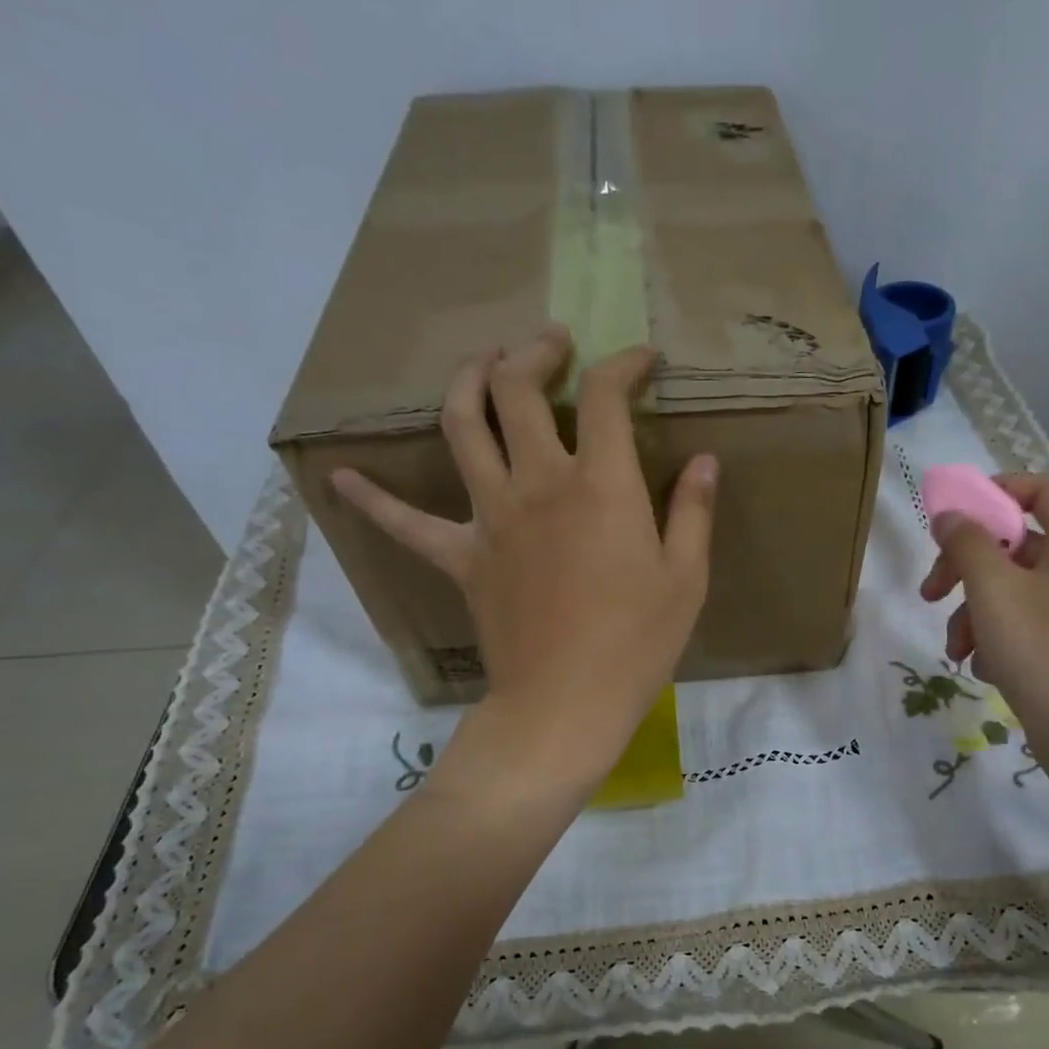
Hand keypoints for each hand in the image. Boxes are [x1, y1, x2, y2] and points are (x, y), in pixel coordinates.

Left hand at [332, 325, 716, 788]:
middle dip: (532, 353)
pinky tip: (343, 479)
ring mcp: (491, 517)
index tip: (640, 360)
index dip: (623, 364)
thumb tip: (705, 462)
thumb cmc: (637, 644)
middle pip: (516, 391)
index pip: (606, 396)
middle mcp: (539, 484)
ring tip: (480, 364)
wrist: (565, 704)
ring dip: (467, 382)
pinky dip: (376, 500)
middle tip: (549, 344)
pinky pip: (408, 524)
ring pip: (461, 427)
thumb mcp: (687, 579)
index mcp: (601, 486)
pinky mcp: (461, 558)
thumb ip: (693, 512)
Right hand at [919, 472, 1048, 763]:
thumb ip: (968, 543)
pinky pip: (1021, 624)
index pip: (1041, 489)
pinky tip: (982, 667)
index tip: (955, 515)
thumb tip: (951, 514)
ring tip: (957, 649)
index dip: (996, 491)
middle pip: (1014, 544)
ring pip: (1010, 590)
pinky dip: (994, 638)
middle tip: (931, 591)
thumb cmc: (1040, 649)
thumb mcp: (993, 589)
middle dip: (965, 567)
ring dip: (972, 612)